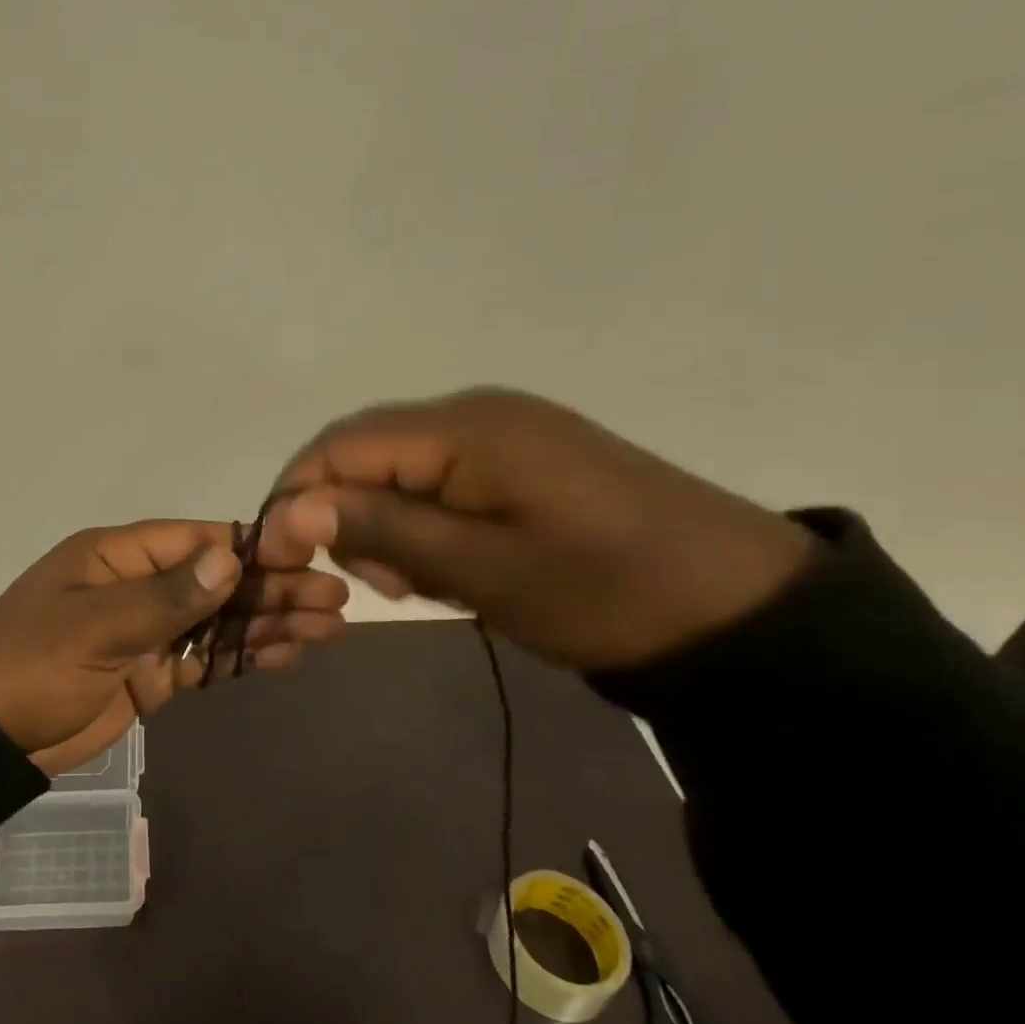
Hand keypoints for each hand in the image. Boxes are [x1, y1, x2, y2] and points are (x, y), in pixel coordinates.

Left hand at [0, 520, 348, 775]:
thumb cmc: (31, 666)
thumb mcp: (93, 627)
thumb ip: (164, 597)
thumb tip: (230, 559)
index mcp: (118, 555)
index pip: (195, 540)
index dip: (251, 548)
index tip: (307, 556)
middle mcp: (138, 584)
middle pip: (217, 581)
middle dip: (273, 589)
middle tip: (335, 600)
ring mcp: (147, 630)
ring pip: (218, 620)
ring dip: (267, 623)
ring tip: (328, 628)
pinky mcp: (152, 673)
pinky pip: (205, 659)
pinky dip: (242, 657)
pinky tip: (286, 655)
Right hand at [266, 388, 813, 669]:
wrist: (740, 611)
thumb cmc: (605, 591)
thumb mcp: (483, 570)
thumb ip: (383, 531)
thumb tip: (290, 510)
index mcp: (463, 428)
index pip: (340, 446)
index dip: (297, 497)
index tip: (284, 560)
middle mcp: (473, 413)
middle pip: (365, 452)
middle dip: (344, 514)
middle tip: (376, 582)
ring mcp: (501, 433)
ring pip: (398, 468)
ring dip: (384, 522)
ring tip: (415, 581)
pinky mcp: (521, 459)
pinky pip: (438, 478)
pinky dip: (422, 521)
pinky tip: (447, 562)